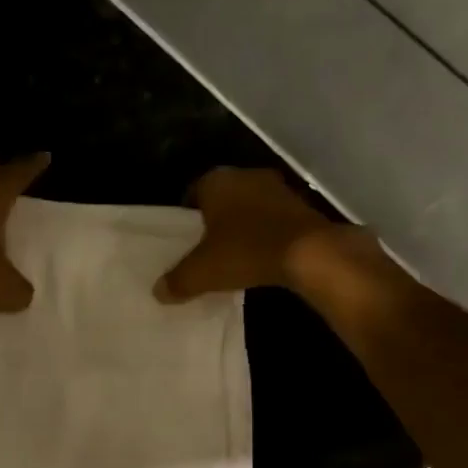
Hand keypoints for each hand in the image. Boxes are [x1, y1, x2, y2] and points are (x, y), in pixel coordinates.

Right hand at [155, 167, 345, 301]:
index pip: (192, 193)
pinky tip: (261, 257)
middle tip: (206, 249)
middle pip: (222, 199)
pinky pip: (272, 220)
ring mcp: (277, 189)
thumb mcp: (202, 273)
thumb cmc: (246, 251)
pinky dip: (265, 235)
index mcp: (217, 181)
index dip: (186, 218)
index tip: (184, 240)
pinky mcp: (301, 206)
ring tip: (233, 255)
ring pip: (249, 208)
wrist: (308, 253)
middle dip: (214, 222)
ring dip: (242, 227)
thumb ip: (177, 281)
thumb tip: (158, 292)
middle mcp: (247, 176)